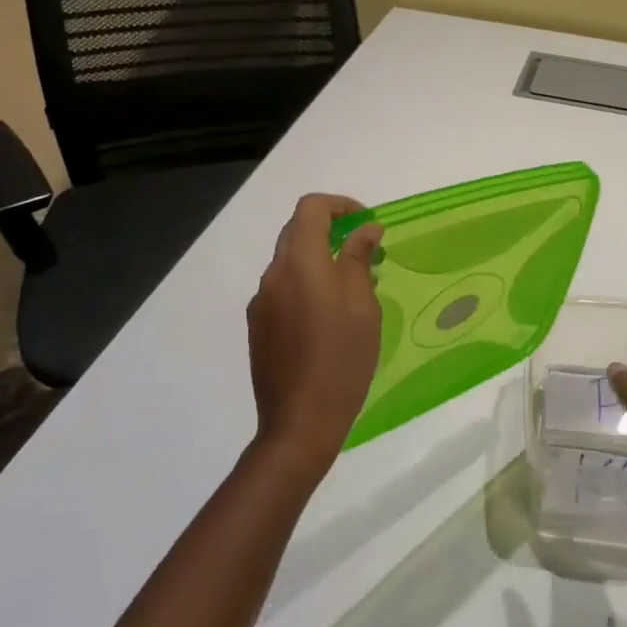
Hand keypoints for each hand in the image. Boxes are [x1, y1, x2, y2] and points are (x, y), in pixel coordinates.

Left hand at [247, 194, 384, 477]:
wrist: (300, 421)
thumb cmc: (342, 358)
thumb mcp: (362, 304)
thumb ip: (358, 257)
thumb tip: (364, 228)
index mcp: (299, 263)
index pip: (311, 208)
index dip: (341, 205)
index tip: (367, 224)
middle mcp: (273, 275)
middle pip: (297, 232)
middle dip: (332, 231)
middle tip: (366, 253)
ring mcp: (261, 303)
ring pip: (290, 263)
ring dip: (320, 261)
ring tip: (354, 290)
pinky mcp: (258, 327)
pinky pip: (284, 290)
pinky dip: (307, 286)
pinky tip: (329, 319)